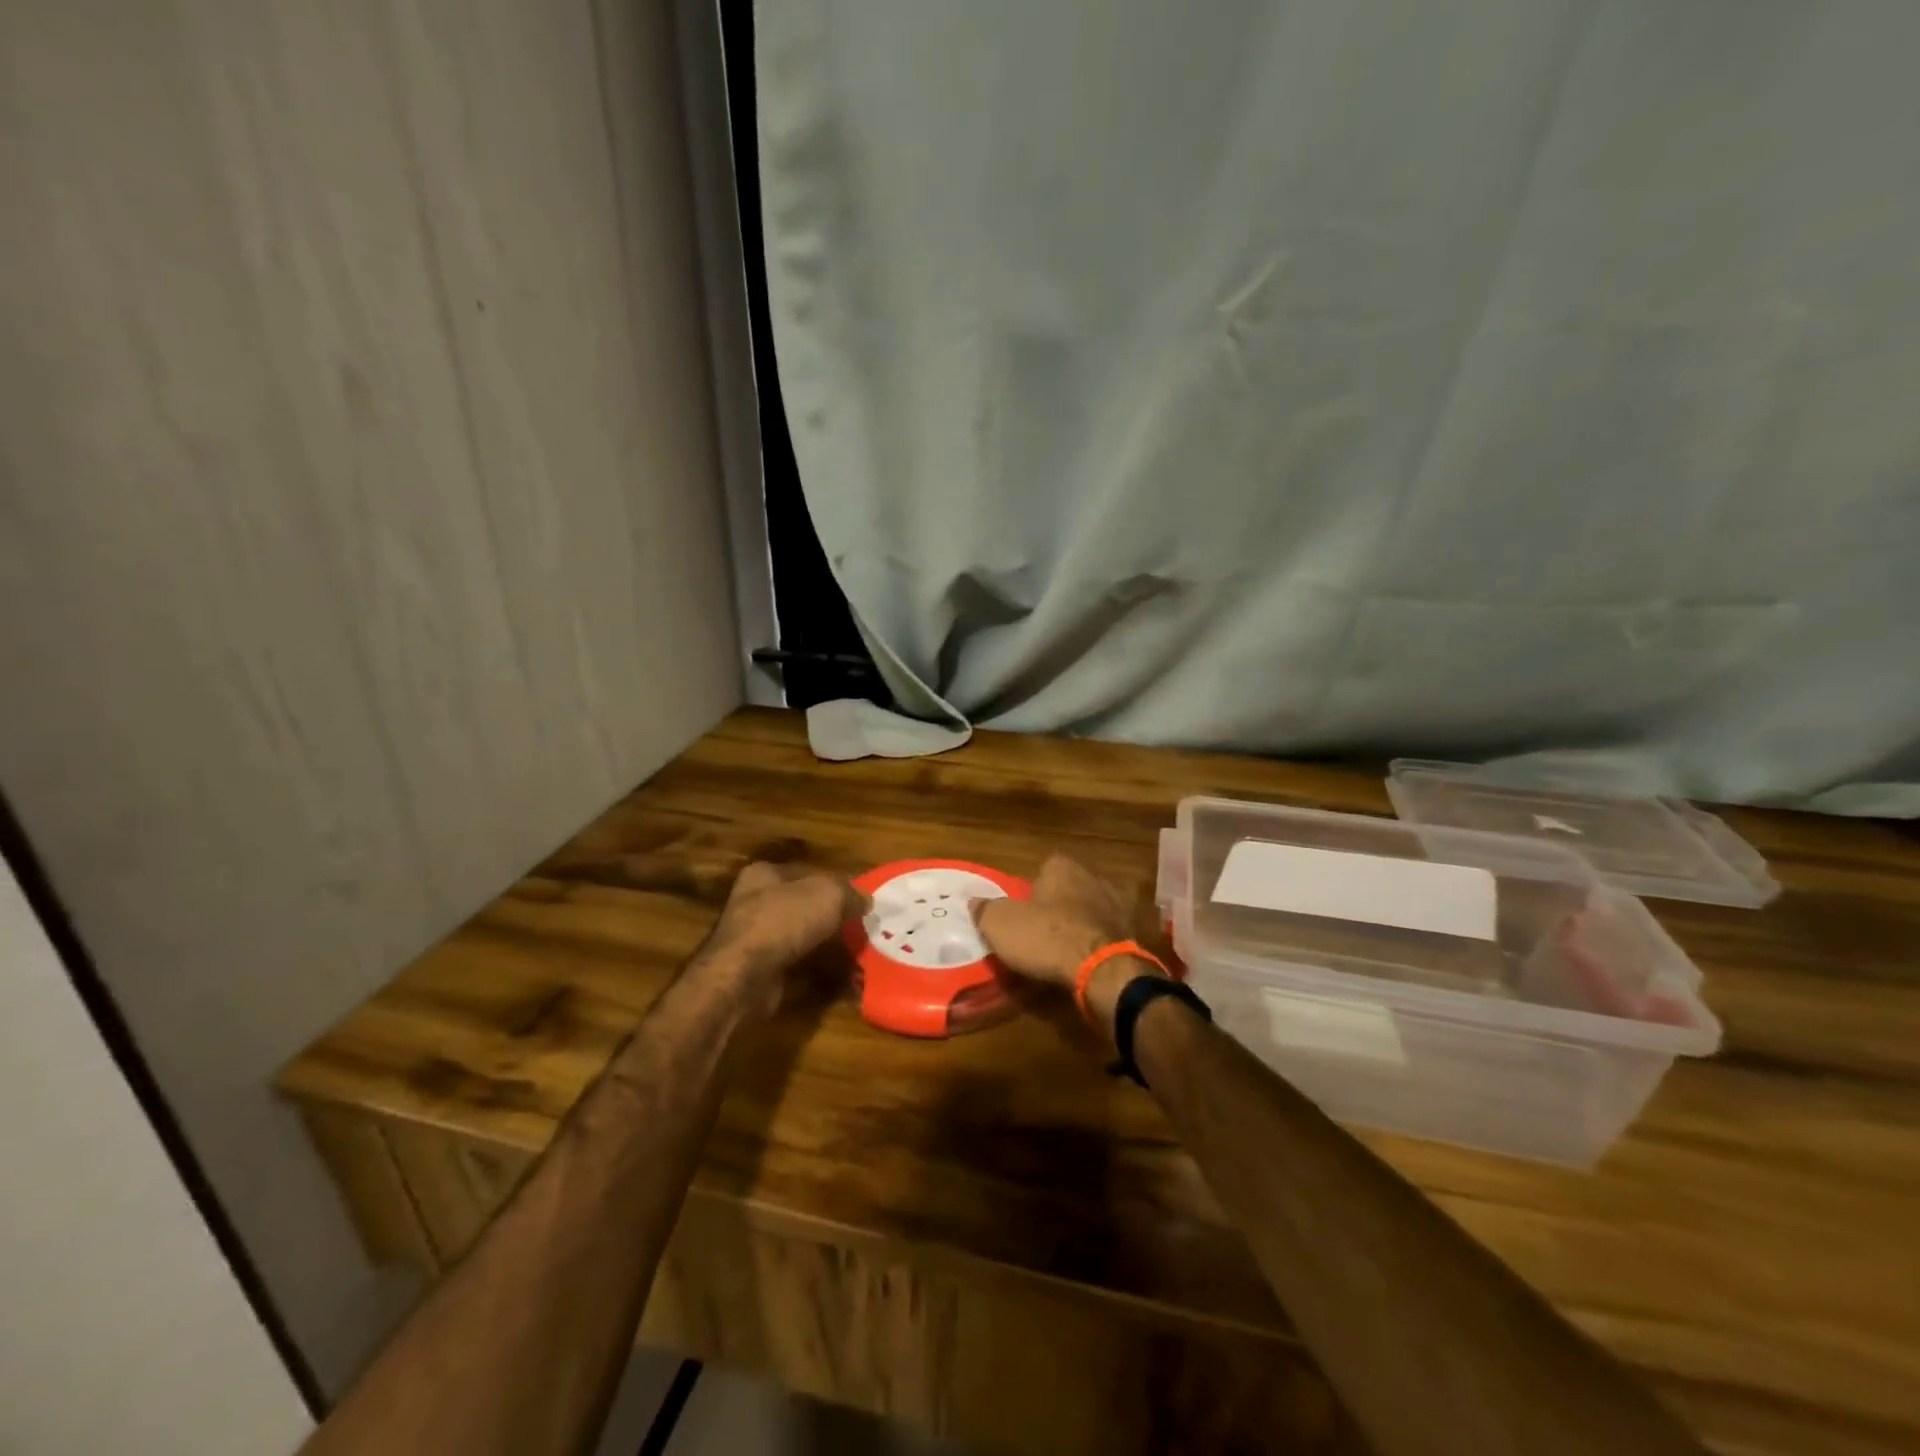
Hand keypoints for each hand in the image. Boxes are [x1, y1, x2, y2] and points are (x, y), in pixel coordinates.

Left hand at [703, 862, 862, 1014]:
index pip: (806, 872)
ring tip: (859, 956)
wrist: (744, 977)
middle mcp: (755, 904)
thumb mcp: (828, 894)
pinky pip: (799, 970)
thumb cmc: (783, 920)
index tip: (859, 900)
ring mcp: (756, 942)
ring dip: (829, 949)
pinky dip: (821, 975)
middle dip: (833, 920)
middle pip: (804, 908)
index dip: (835, 884)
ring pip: (803, 940)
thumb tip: (865, 902)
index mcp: (764, 875)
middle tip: (862, 929)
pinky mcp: (761, 974)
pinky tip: (845, 980)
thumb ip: (850, 894)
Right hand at [971, 855, 1167, 1034]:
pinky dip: (1101, 942)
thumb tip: (973, 901)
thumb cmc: (1046, 937)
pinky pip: (1110, 932)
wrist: (1101, 970)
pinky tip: (1089, 960)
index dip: (1032, 890)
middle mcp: (1094, 876)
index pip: (1044, 868)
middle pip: (1071, 887)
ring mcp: (1118, 903)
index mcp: (1062, 867)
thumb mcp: (1000, 925)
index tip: (1024, 912)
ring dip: (1083, 923)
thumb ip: (985, 910)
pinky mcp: (1134, 932)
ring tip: (1067, 949)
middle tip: (1043, 931)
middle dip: (1060, 904)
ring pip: (1093, 908)